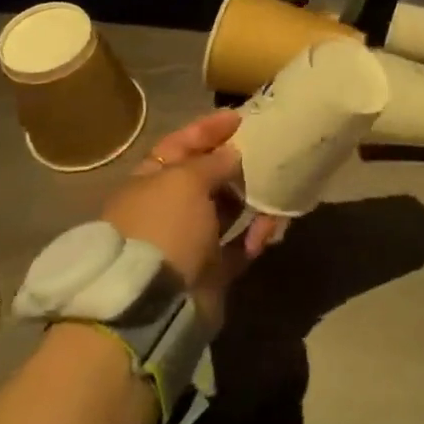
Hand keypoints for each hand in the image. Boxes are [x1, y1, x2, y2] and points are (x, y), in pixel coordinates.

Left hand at [99, 111, 281, 327]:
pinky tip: (268, 231)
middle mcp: (165, 210)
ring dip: (250, 201)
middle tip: (266, 153)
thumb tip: (233, 154)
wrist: (152, 305)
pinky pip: (238, 246)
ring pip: (225, 211)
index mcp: (149, 183)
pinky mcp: (208, 271)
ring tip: (274, 193)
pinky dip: (253, 237)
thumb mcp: (185, 181)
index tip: (239, 118)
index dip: (207, 130)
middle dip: (234, 165)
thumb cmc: (164, 227)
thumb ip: (213, 162)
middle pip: (204, 178)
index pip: (178, 145)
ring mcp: (186, 242)